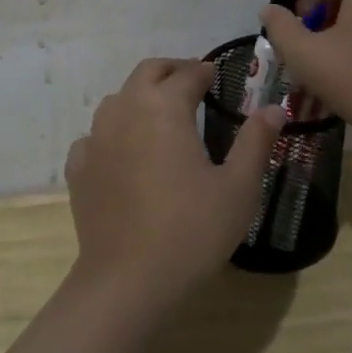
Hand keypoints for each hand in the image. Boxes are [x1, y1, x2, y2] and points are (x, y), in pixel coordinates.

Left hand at [65, 57, 281, 305]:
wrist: (127, 281)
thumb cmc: (191, 230)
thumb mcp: (238, 188)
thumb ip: (255, 141)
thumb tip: (273, 108)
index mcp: (164, 106)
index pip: (188, 74)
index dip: (205, 71)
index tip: (217, 76)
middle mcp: (126, 109)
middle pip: (148, 72)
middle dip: (172, 71)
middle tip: (192, 83)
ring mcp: (96, 137)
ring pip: (119, 99)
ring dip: (142, 97)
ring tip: (162, 117)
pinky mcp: (78, 166)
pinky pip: (97, 135)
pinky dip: (114, 133)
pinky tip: (125, 154)